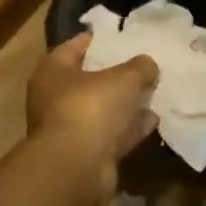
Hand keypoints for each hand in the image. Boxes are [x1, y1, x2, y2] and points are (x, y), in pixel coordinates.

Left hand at [26, 34, 157, 204]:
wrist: (76, 168)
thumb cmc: (91, 107)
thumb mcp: (124, 78)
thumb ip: (139, 67)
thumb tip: (148, 64)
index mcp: (52, 72)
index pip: (73, 47)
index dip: (97, 40)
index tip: (121, 37)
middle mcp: (53, 99)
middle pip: (88, 81)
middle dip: (114, 75)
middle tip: (142, 66)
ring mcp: (68, 129)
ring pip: (100, 110)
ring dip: (124, 105)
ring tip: (153, 92)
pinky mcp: (84, 155)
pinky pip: (110, 135)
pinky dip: (129, 129)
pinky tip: (153, 120)